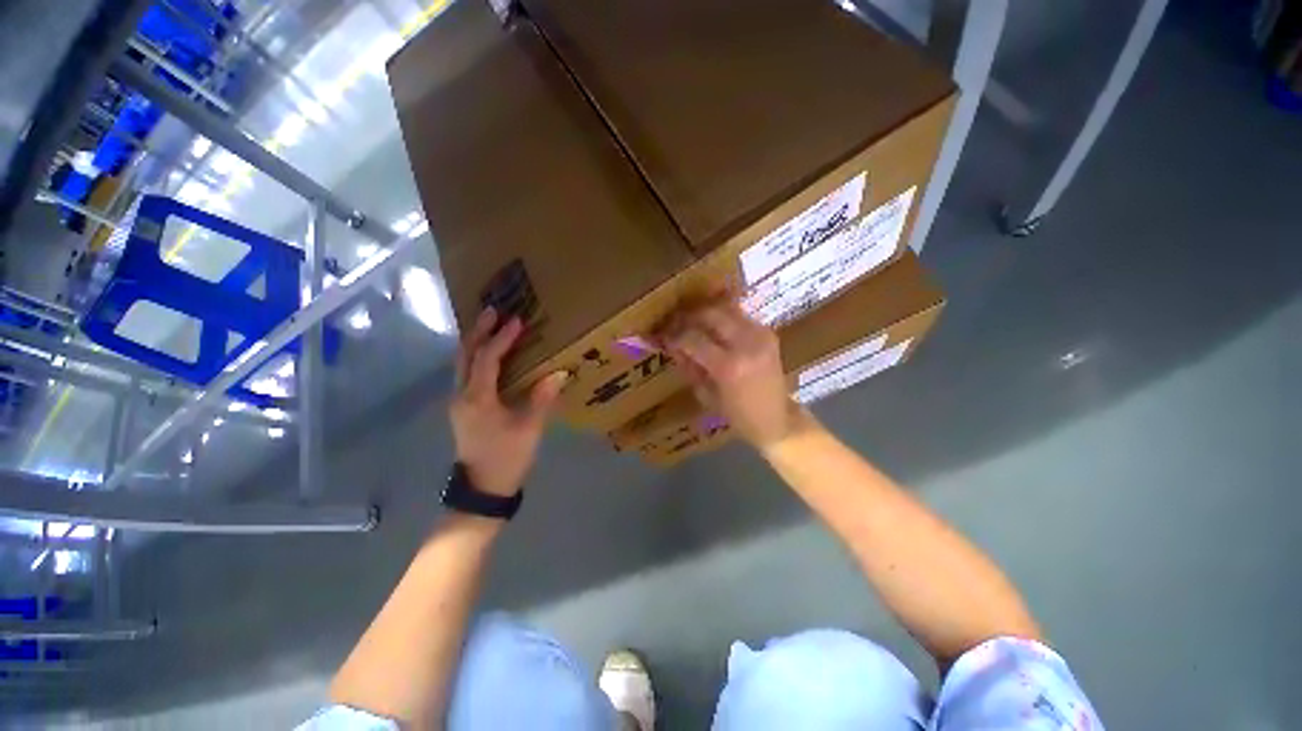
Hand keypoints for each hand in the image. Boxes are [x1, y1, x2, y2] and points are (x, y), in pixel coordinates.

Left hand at [450, 308, 567, 495]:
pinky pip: (466, 373)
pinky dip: (476, 356)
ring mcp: (458, 401)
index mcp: (477, 398)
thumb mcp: (529, 429)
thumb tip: (558, 372)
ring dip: (476, 341)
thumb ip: (542, 398)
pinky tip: (490, 354)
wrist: (482, 490)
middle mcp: (461, 395)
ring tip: (491, 325)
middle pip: (466, 354)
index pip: (488, 358)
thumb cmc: (506, 458)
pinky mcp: (463, 408)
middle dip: (480, 331)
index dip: (502, 338)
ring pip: (462, 363)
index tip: (518, 320)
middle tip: (494, 310)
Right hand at [661, 297, 803, 448]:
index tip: (664, 336)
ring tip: (693, 322)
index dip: (675, 336)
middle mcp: (746, 344)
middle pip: (710, 314)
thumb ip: (689, 366)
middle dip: (689, 317)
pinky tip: (714, 328)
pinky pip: (739, 316)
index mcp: (728, 366)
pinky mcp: (768, 333)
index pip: (693, 339)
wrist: (777, 418)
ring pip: (726, 309)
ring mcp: (760, 335)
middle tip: (677, 324)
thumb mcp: (705, 394)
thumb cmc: (738, 415)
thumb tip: (672, 345)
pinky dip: (723, 319)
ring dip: (706, 314)